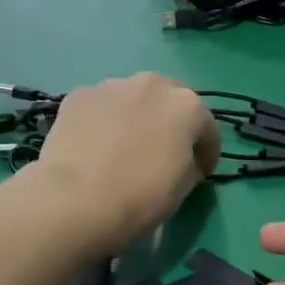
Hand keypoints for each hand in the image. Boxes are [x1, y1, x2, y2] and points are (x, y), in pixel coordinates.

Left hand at [31, 74, 220, 252]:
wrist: (77, 199)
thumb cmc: (141, 197)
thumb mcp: (183, 188)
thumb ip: (191, 165)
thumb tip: (185, 161)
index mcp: (187, 106)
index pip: (207, 129)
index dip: (207, 154)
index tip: (201, 173)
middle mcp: (153, 84)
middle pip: (169, 102)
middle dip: (170, 124)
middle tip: (162, 153)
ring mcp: (112, 86)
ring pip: (133, 99)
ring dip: (136, 118)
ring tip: (124, 147)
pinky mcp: (78, 95)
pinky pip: (101, 107)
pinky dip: (104, 121)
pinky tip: (95, 146)